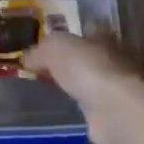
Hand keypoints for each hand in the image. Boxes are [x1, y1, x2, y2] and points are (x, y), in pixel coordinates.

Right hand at [23, 33, 143, 143]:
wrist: (115, 112)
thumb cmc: (88, 69)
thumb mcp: (55, 48)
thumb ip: (39, 50)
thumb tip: (27, 59)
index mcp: (103, 36)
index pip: (84, 30)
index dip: (67, 36)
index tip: (47, 46)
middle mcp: (113, 58)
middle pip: (88, 56)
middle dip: (71, 62)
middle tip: (45, 69)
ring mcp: (115, 87)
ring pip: (90, 81)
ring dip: (76, 85)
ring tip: (51, 90)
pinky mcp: (113, 113)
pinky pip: (91, 105)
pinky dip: (81, 107)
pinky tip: (65, 110)